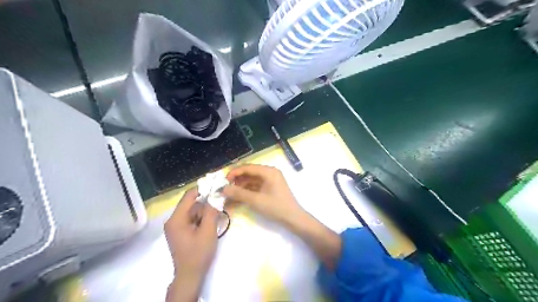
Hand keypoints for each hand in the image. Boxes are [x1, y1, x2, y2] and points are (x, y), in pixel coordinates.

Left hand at [166, 189, 219, 294]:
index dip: (203, 189)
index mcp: (176, 219)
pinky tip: (209, 226)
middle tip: (218, 209)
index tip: (217, 187)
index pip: (189, 196)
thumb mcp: (208, 231)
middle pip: (192, 204)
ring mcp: (176, 226)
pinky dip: (202, 219)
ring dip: (205, 213)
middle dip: (206, 206)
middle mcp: (173, 220)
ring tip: (214, 221)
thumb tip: (216, 194)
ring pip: (193, 211)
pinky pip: (192, 218)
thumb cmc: (198, 253)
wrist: (190, 275)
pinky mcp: (180, 231)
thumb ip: (211, 211)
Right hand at [220, 165, 301, 224]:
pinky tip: (239, 198)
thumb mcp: (256, 200)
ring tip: (230, 195)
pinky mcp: (270, 188)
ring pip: (252, 180)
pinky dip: (247, 191)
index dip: (234, 173)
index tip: (224, 181)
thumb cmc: (276, 207)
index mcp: (268, 171)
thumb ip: (239, 193)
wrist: (293, 218)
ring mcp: (270, 181)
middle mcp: (269, 173)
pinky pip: (256, 186)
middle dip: (237, 180)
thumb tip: (223, 189)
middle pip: (249, 173)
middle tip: (226, 189)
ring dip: (241, 187)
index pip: (247, 167)